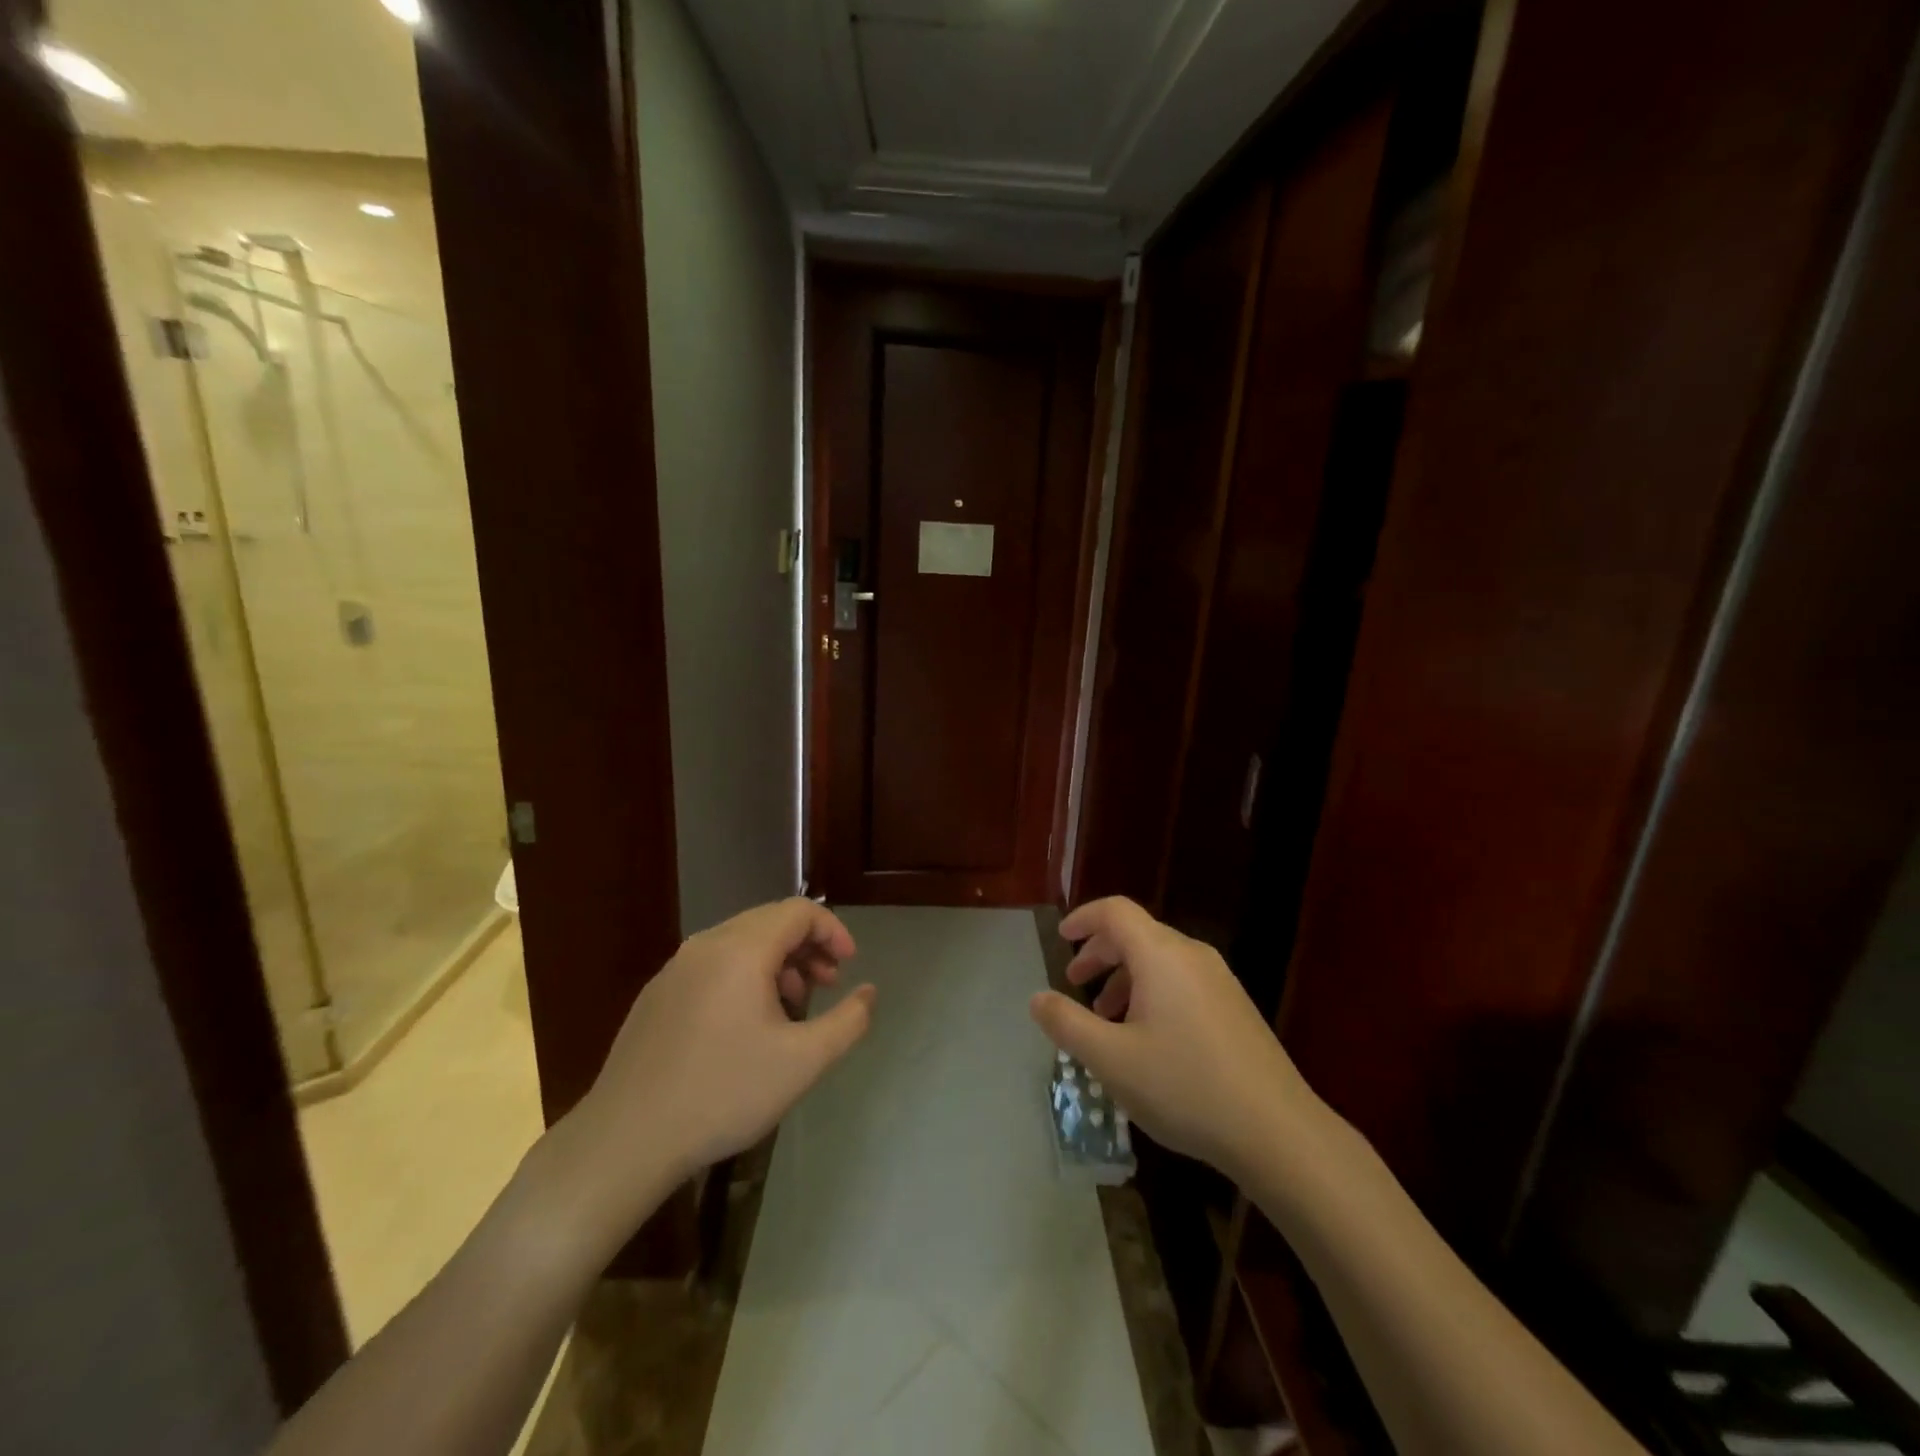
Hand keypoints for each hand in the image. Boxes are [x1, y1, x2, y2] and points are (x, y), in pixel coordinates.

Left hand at [557, 898, 875, 1238]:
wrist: (627, 1139)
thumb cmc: (724, 1094)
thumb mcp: (803, 1062)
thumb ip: (848, 1021)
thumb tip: (869, 992)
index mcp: (742, 949)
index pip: (799, 911)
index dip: (832, 931)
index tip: (848, 966)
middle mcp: (706, 944)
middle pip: (769, 921)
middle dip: (807, 946)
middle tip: (827, 984)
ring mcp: (675, 968)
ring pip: (740, 943)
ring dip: (777, 962)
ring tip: (792, 1006)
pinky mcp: (657, 994)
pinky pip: (713, 964)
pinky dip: (744, 975)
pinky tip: (746, 1024)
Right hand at [1029, 897, 1313, 1179]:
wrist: (1278, 1132)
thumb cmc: (1185, 1086)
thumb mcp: (1111, 1060)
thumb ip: (1067, 1023)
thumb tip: (1037, 997)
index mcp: (1161, 955)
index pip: (1115, 911)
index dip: (1083, 918)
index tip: (1061, 938)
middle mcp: (1191, 955)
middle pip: (1137, 934)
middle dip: (1100, 953)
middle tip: (1075, 981)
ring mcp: (1219, 980)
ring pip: (1160, 961)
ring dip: (1125, 977)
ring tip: (1106, 1019)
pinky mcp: (1235, 1007)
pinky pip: (1181, 981)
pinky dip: (1152, 993)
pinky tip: (1147, 1039)